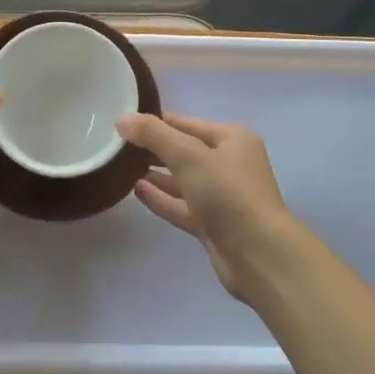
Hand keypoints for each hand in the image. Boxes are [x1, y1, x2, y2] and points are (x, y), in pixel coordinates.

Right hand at [116, 112, 298, 302]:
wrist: (258, 255)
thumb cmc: (227, 193)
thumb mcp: (188, 155)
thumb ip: (154, 135)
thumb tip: (121, 118)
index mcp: (231, 139)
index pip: (185, 123)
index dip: (155, 122)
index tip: (123, 122)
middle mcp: (229, 164)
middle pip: (184, 151)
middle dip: (153, 148)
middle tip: (116, 145)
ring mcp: (221, 196)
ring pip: (182, 180)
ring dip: (155, 174)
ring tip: (122, 167)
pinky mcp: (212, 224)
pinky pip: (181, 205)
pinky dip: (161, 198)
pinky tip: (136, 191)